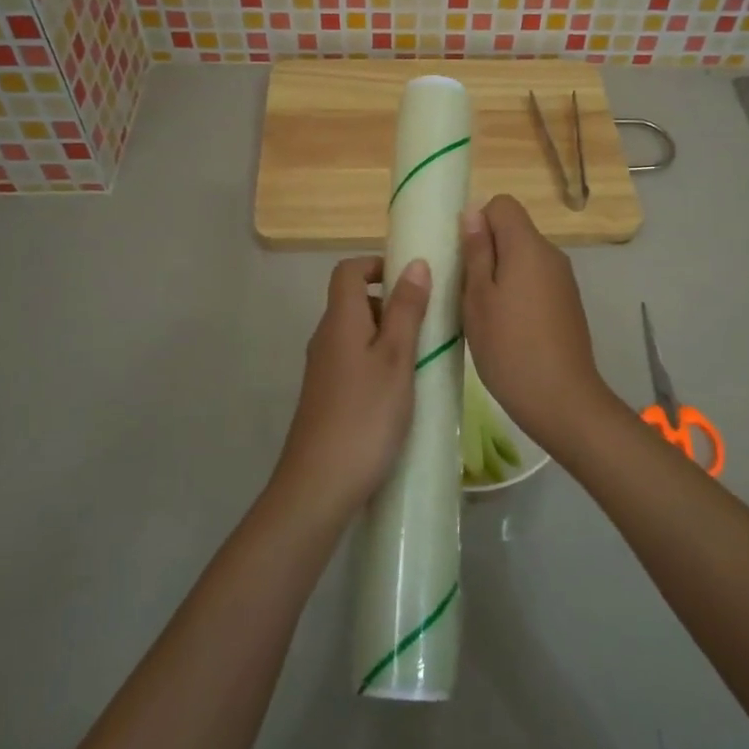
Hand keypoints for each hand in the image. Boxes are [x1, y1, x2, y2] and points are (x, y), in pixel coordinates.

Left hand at [271, 256, 430, 527]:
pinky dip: (379, 362)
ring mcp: (324, 369)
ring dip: (389, 335)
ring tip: (423, 358)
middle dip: (392, 303)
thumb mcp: (397, 358)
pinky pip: (355, 361)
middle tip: (429, 324)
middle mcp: (325, 338)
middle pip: (354, 301)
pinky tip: (403, 390)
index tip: (412, 280)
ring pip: (358, 334)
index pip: (348, 270)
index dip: (377, 264)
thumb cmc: (365, 415)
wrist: (319, 484)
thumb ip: (407, 310)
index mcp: (340, 321)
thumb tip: (415, 263)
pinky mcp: (327, 396)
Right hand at [460, 195, 621, 451]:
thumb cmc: (509, 347)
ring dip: (500, 274)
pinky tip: (506, 328)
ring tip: (482, 313)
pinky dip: (517, 293)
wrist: (561, 399)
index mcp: (528, 246)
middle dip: (486, 251)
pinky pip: (536, 281)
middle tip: (464, 289)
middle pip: (514, 232)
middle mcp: (551, 255)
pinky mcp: (567, 304)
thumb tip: (473, 213)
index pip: (502, 204)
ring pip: (523, 259)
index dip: (478, 222)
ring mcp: (563, 281)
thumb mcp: (478, 298)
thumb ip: (476, 251)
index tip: (462, 256)